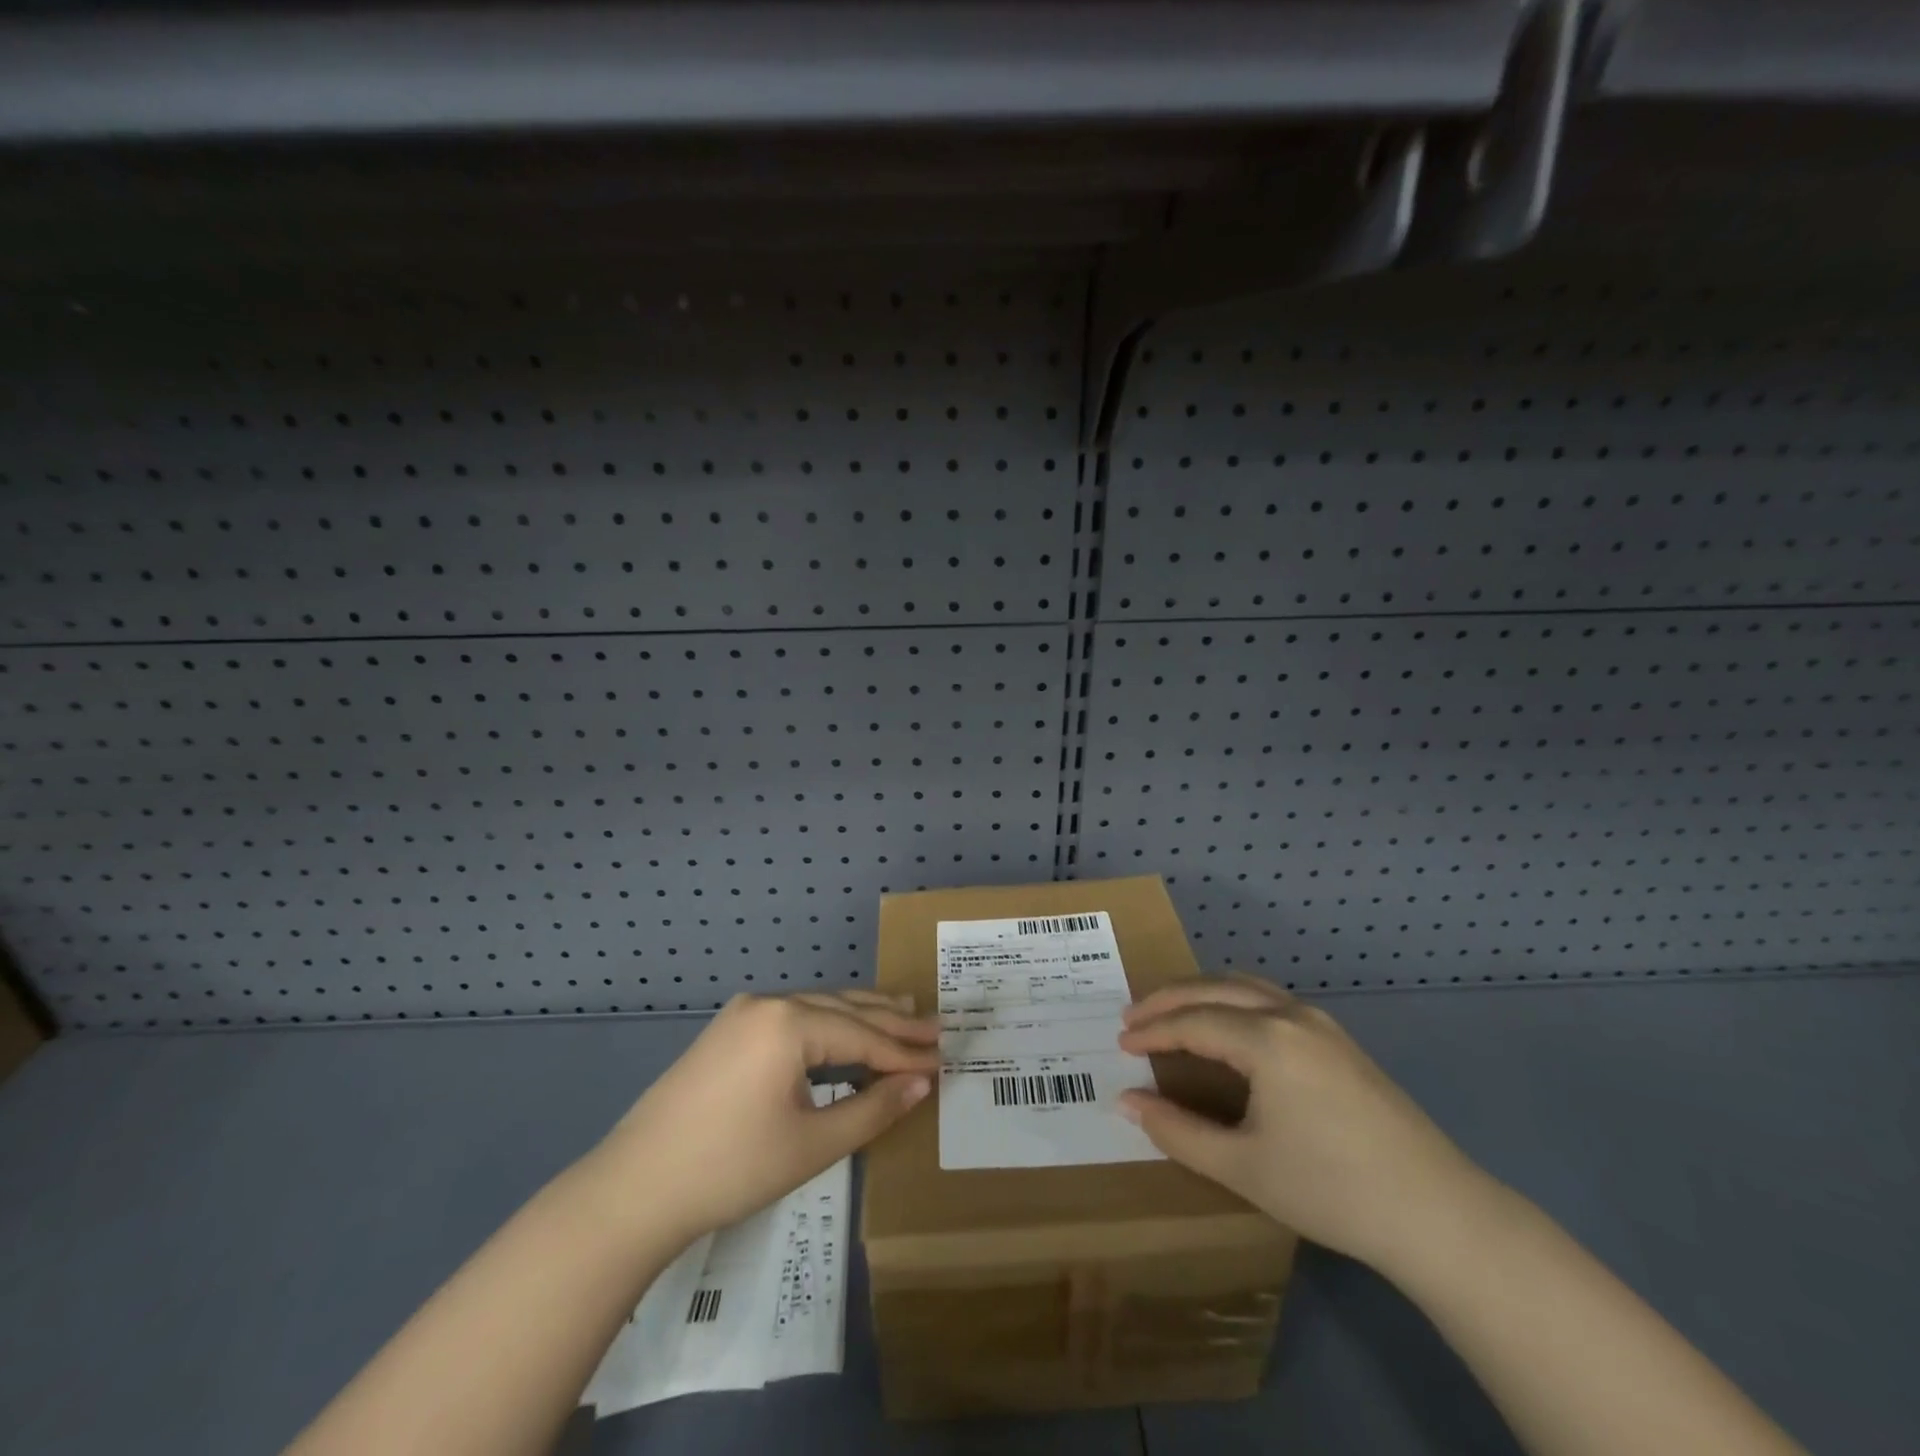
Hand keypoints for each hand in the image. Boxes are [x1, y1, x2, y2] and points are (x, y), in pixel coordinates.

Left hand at [594, 991, 938, 1241]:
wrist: (634, 1190)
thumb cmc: (731, 1169)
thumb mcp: (812, 1144)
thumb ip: (873, 1110)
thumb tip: (921, 1084)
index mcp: (788, 1022)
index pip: (863, 1035)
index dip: (905, 1052)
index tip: (944, 1058)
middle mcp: (768, 1003)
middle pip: (844, 1008)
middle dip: (891, 1021)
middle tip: (935, 1027)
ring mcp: (743, 1013)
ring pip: (817, 1008)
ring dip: (860, 1016)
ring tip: (902, 1013)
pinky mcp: (728, 1030)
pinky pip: (792, 1018)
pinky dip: (827, 1025)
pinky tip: (845, 1032)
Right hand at [1117, 975, 1482, 1270]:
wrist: (1437, 1214)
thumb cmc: (1331, 1190)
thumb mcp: (1242, 1167)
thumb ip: (1177, 1131)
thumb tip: (1127, 1102)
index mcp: (1266, 1040)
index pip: (1192, 1022)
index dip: (1152, 1031)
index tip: (1120, 1043)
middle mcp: (1291, 1015)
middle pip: (1214, 989)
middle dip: (1168, 999)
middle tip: (1132, 1016)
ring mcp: (1320, 1023)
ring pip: (1245, 986)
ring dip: (1201, 993)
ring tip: (1170, 1012)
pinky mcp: (1338, 1039)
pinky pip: (1269, 1000)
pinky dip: (1232, 1001)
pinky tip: (1226, 1026)